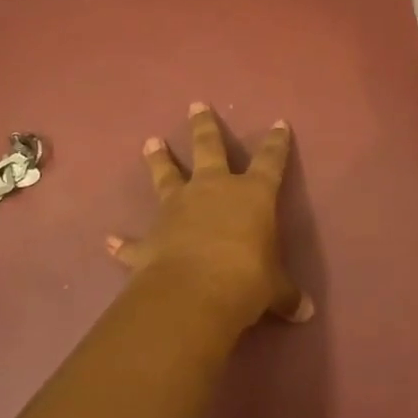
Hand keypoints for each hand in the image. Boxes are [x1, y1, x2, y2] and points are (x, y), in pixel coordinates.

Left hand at [105, 102, 311, 333]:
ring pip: (166, 176)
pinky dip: (122, 243)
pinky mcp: (151, 238)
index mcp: (252, 194)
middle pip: (208, 148)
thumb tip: (306, 312)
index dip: (276, 143)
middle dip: (203, 126)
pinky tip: (110, 240)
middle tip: (196, 105)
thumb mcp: (275, 289)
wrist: (194, 293)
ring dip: (159, 160)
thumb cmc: (247, 279)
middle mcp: (213, 190)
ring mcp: (177, 209)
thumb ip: (287, 295)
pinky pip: (133, 241)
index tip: (278, 123)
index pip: (270, 161)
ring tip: (150, 141)